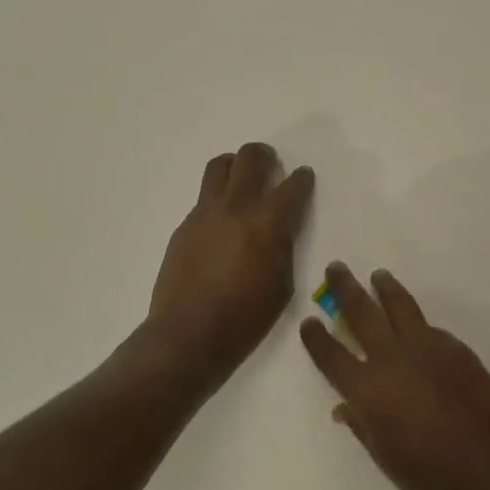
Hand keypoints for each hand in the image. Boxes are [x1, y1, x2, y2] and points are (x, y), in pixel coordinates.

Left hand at [150, 143, 314, 382]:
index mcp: (269, 222)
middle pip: (251, 157)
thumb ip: (284, 247)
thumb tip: (280, 229)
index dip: (302, 178)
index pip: (292, 185)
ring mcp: (206, 212)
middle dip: (266, 156)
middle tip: (271, 167)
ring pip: (220, 165)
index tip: (303, 177)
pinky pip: (204, 197)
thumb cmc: (246, 317)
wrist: (189, 333)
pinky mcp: (185, 224)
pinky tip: (221, 223)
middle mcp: (237, 206)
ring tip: (242, 181)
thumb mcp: (282, 284)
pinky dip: (218, 198)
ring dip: (235, 166)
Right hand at [301, 263, 489, 489]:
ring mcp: (426, 347)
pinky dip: (414, 319)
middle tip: (336, 268)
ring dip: (384, 287)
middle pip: (361, 312)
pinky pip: (427, 325)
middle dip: (345, 288)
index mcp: (368, 390)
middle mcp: (392, 358)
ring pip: (399, 305)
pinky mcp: (454, 346)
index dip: (316, 338)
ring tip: (378, 275)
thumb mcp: (385, 458)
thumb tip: (344, 406)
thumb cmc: (432, 476)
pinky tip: (413, 322)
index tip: (309, 321)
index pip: (332, 355)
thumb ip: (362, 425)